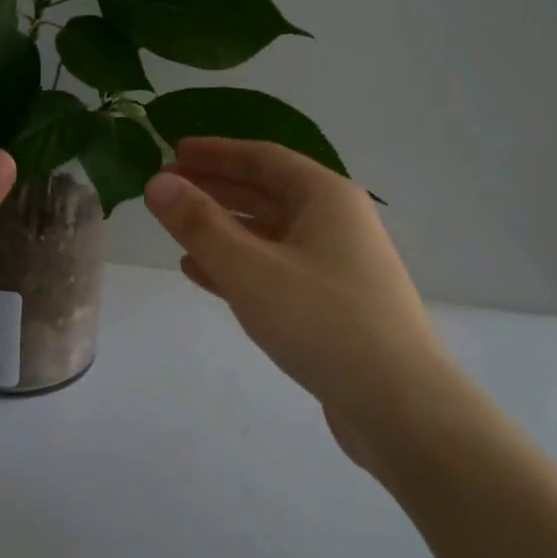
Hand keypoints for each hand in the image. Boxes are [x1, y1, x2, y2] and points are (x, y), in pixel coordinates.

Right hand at [144, 138, 443, 476]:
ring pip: (268, 233)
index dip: (216, 153)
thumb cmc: (323, 322)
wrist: (399, 405)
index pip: (262, 158)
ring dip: (222, 228)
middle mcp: (335, 221)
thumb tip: (157, 183)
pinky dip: (237, 265)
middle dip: (214, 188)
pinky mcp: (330, 303)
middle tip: (166, 189)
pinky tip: (201, 273)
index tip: (173, 152)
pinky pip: (274, 269)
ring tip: (175, 228)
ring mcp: (335, 264)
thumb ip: (200, 224)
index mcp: (325, 197)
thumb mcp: (251, 269)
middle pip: (265, 192)